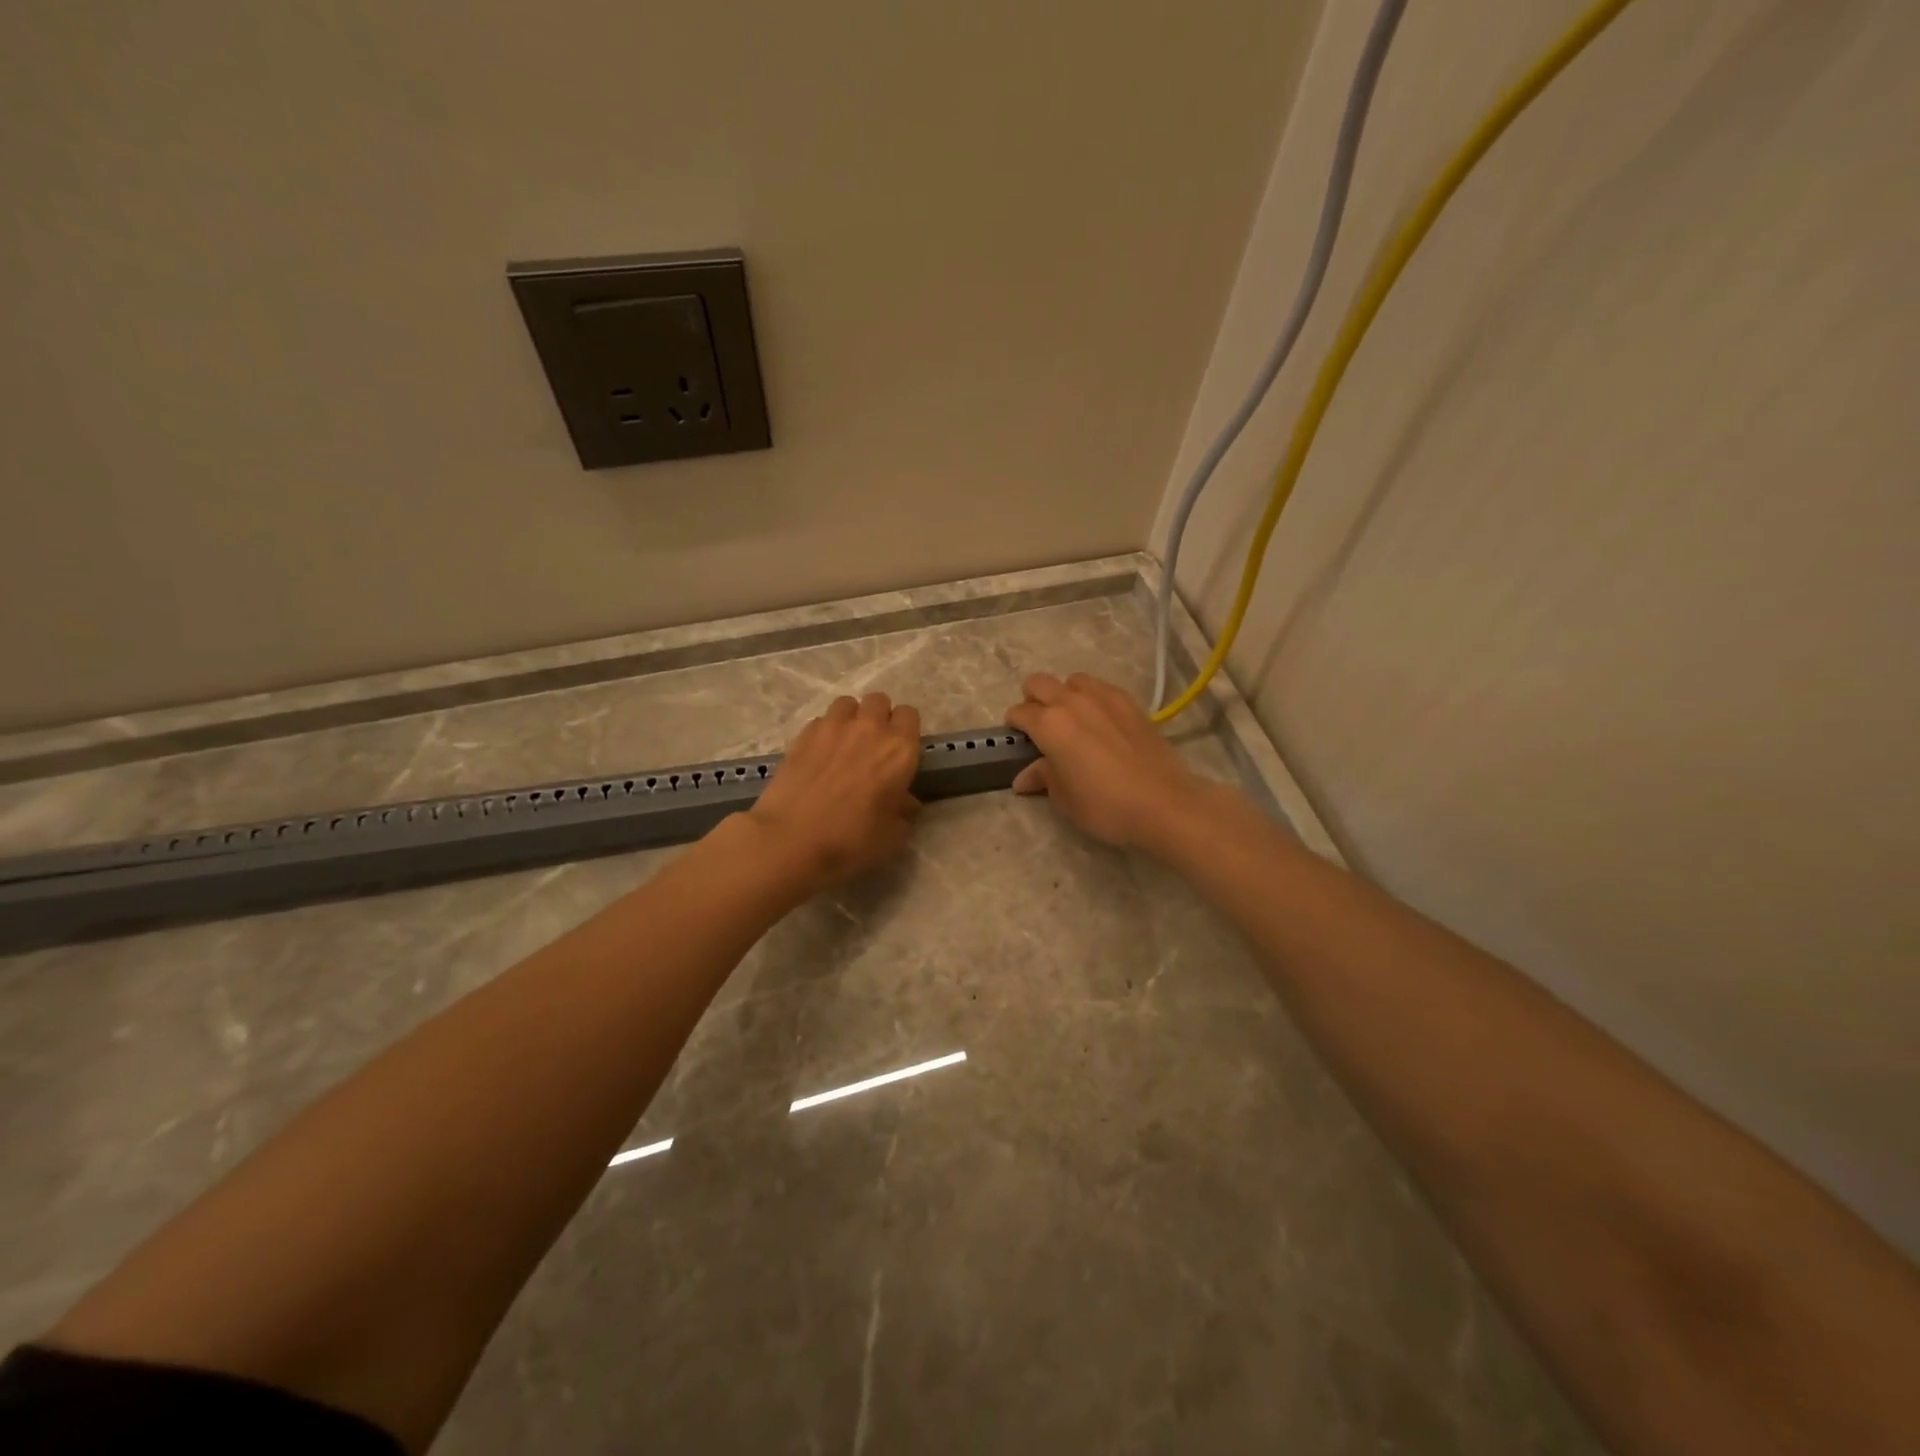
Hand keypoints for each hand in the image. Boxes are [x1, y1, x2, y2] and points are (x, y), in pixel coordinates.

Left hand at [747, 693, 921, 894]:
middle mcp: (869, 728)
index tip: (900, 750)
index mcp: (899, 749)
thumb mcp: (893, 836)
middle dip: (879, 717)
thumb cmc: (851, 840)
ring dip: (851, 718)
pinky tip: (819, 755)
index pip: (910, 715)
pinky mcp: (803, 734)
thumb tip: (905, 801)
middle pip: (879, 701)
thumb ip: (904, 812)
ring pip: (848, 703)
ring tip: (845, 743)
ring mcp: (833, 726)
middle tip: (873, 745)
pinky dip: (824, 731)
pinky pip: (821, 720)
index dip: (905, 730)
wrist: (792, 839)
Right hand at [1004, 673, 1205, 850]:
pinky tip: (1100, 721)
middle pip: (1039, 683)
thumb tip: (1024, 778)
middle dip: (1033, 700)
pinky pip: (1101, 687)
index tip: (1018, 740)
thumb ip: (1043, 778)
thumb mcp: (1064, 799)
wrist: (1163, 803)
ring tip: (1072, 720)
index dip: (1014, 726)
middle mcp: (1072, 702)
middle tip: (1040, 726)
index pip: (1019, 713)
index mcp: (1049, 724)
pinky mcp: (1130, 702)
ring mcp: (1104, 697)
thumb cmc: (1104, 806)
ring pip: (1072, 680)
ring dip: (1064, 694)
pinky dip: (1092, 698)